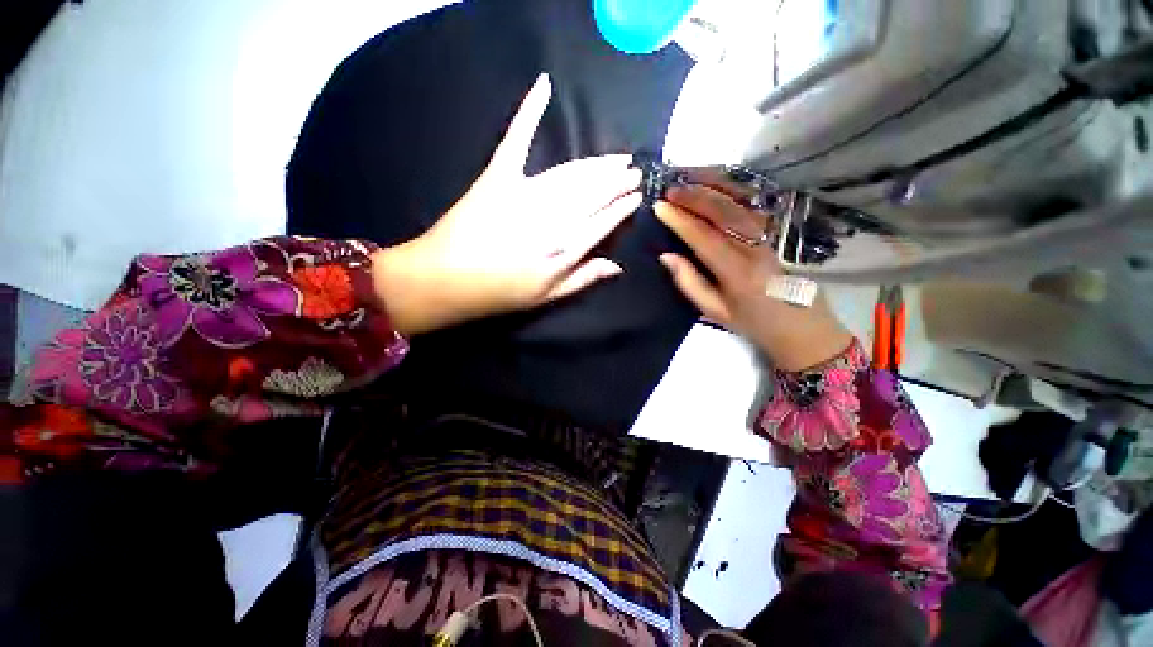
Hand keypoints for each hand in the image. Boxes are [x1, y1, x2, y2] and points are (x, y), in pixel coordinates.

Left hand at [372, 74, 641, 334]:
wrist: (445, 279)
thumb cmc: (499, 293)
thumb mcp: (546, 297)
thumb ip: (583, 279)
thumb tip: (616, 267)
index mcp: (564, 249)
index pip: (604, 222)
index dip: (622, 207)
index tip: (637, 195)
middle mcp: (553, 218)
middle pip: (594, 193)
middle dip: (618, 180)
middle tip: (634, 169)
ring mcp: (526, 192)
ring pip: (572, 173)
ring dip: (597, 163)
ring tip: (617, 157)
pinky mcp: (498, 176)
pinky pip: (517, 139)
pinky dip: (529, 111)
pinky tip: (544, 86)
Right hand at [654, 184, 852, 370]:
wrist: (803, 328)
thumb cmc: (754, 324)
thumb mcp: (715, 312)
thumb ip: (690, 283)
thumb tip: (666, 256)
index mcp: (737, 274)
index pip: (704, 239)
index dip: (681, 221)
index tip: (660, 207)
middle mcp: (755, 250)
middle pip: (724, 213)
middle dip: (695, 197)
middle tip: (670, 189)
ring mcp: (770, 238)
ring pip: (740, 204)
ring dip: (714, 188)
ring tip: (690, 180)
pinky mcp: (776, 234)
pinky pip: (752, 207)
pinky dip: (733, 193)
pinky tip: (718, 186)